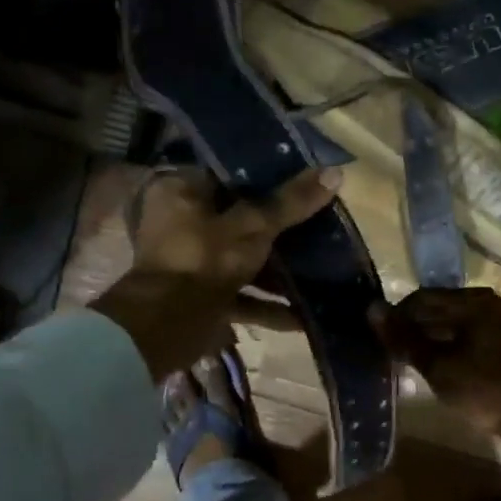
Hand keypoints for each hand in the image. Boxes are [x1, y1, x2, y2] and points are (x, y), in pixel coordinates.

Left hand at [94, 166, 338, 378]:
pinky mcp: (201, 297)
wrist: (165, 327)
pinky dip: (268, 306)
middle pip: (240, 218)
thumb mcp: (253, 226)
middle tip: (321, 222)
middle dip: (279, 228)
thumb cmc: (204, 259)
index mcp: (182, 191)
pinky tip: (305, 317)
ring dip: (277, 271)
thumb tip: (335, 173)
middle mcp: (182, 223)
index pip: (229, 174)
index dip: (267, 175)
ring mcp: (192, 263)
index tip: (304, 179)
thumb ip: (291, 203)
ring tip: (321, 268)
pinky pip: (241, 296)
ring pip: (243, 260)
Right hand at [371, 287, 500, 500]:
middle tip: (395, 356)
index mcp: (473, 301)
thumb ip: (404, 339)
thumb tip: (372, 309)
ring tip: (416, 366)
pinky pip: (475, 337)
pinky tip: (446, 371)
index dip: (396, 318)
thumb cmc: (487, 391)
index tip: (381, 342)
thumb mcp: (438, 367)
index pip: (421, 298)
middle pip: (441, 309)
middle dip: (415, 330)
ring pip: (458, 325)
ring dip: (435, 341)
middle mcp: (492, 304)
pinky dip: (455, 349)